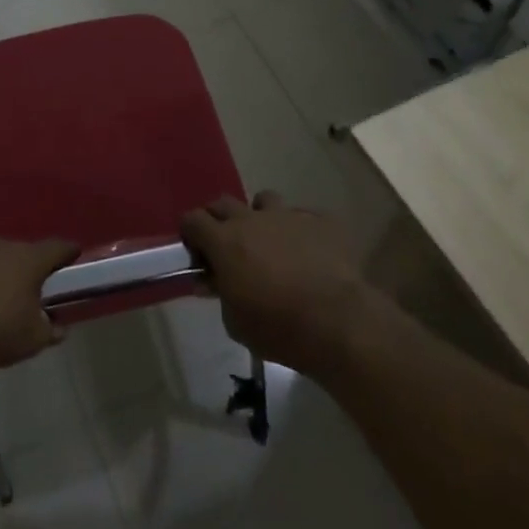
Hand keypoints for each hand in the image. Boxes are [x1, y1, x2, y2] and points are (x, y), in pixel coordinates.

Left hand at [0, 238, 78, 367]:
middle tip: (36, 291)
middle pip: (25, 253)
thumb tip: (59, 328)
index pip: (57, 248)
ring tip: (3, 301)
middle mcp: (4, 246)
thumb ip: (49, 332)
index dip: (68, 252)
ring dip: (3, 275)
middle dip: (32, 270)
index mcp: (30, 259)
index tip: (75, 256)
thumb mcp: (31, 339)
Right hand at [181, 191, 369, 375]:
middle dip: (219, 220)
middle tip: (227, 245)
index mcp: (224, 241)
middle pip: (224, 203)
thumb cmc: (277, 327)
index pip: (192, 219)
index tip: (196, 251)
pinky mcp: (321, 221)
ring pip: (265, 200)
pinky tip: (308, 252)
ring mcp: (288, 216)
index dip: (191, 233)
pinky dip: (300, 230)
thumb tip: (211, 281)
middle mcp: (252, 219)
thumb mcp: (235, 322)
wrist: (338, 323)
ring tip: (269, 241)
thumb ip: (220, 294)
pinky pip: (304, 216)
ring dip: (261, 216)